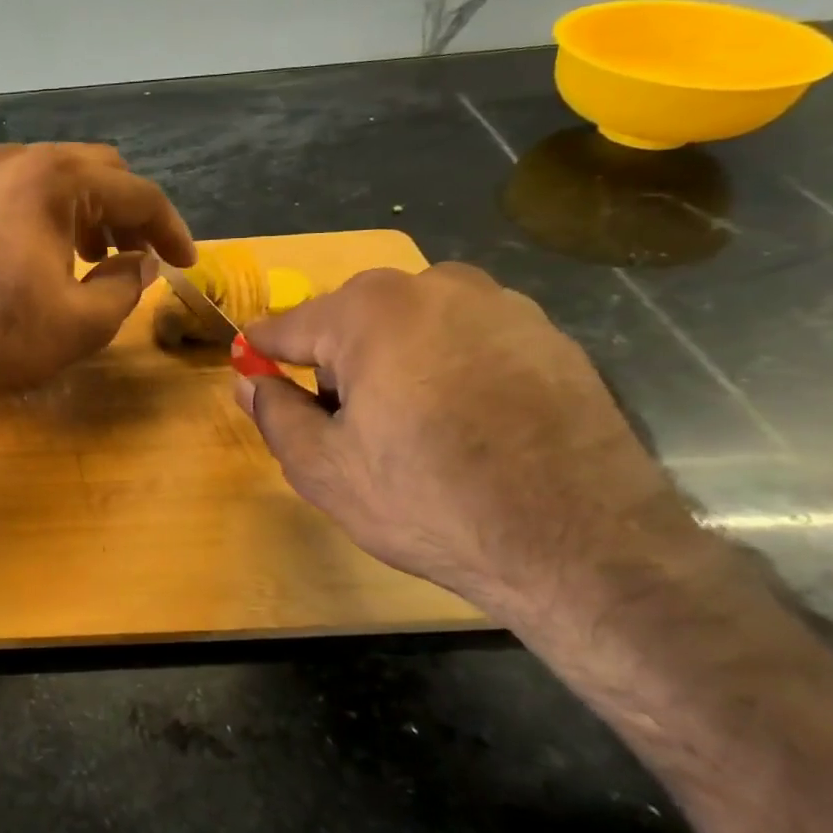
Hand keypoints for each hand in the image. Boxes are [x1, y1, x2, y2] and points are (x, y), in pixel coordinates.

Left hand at [0, 142, 194, 396]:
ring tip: (92, 257)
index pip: (136, 193)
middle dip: (126, 213)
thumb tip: (142, 261)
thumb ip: (127, 285)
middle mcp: (16, 159)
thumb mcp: (83, 322)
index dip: (170, 228)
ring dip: (84, 209)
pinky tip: (36, 243)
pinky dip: (37, 207)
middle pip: (96, 171)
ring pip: (51, 175)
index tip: (185, 262)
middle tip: (138, 256)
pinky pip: (9, 187)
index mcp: (55, 178)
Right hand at [237, 263, 700, 623]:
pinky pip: (467, 340)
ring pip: (412, 326)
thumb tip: (248, 381)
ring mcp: (501, 305)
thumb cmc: (430, 500)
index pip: (288, 325)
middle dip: (337, 363)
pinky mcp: (549, 335)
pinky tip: (467, 424)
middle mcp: (435, 286)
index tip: (252, 373)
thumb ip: (274, 413)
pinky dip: (449, 369)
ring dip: (394, 362)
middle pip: (352, 320)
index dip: (263, 354)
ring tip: (412, 428)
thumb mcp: (323, 468)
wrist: (584, 545)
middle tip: (347, 425)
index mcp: (370, 311)